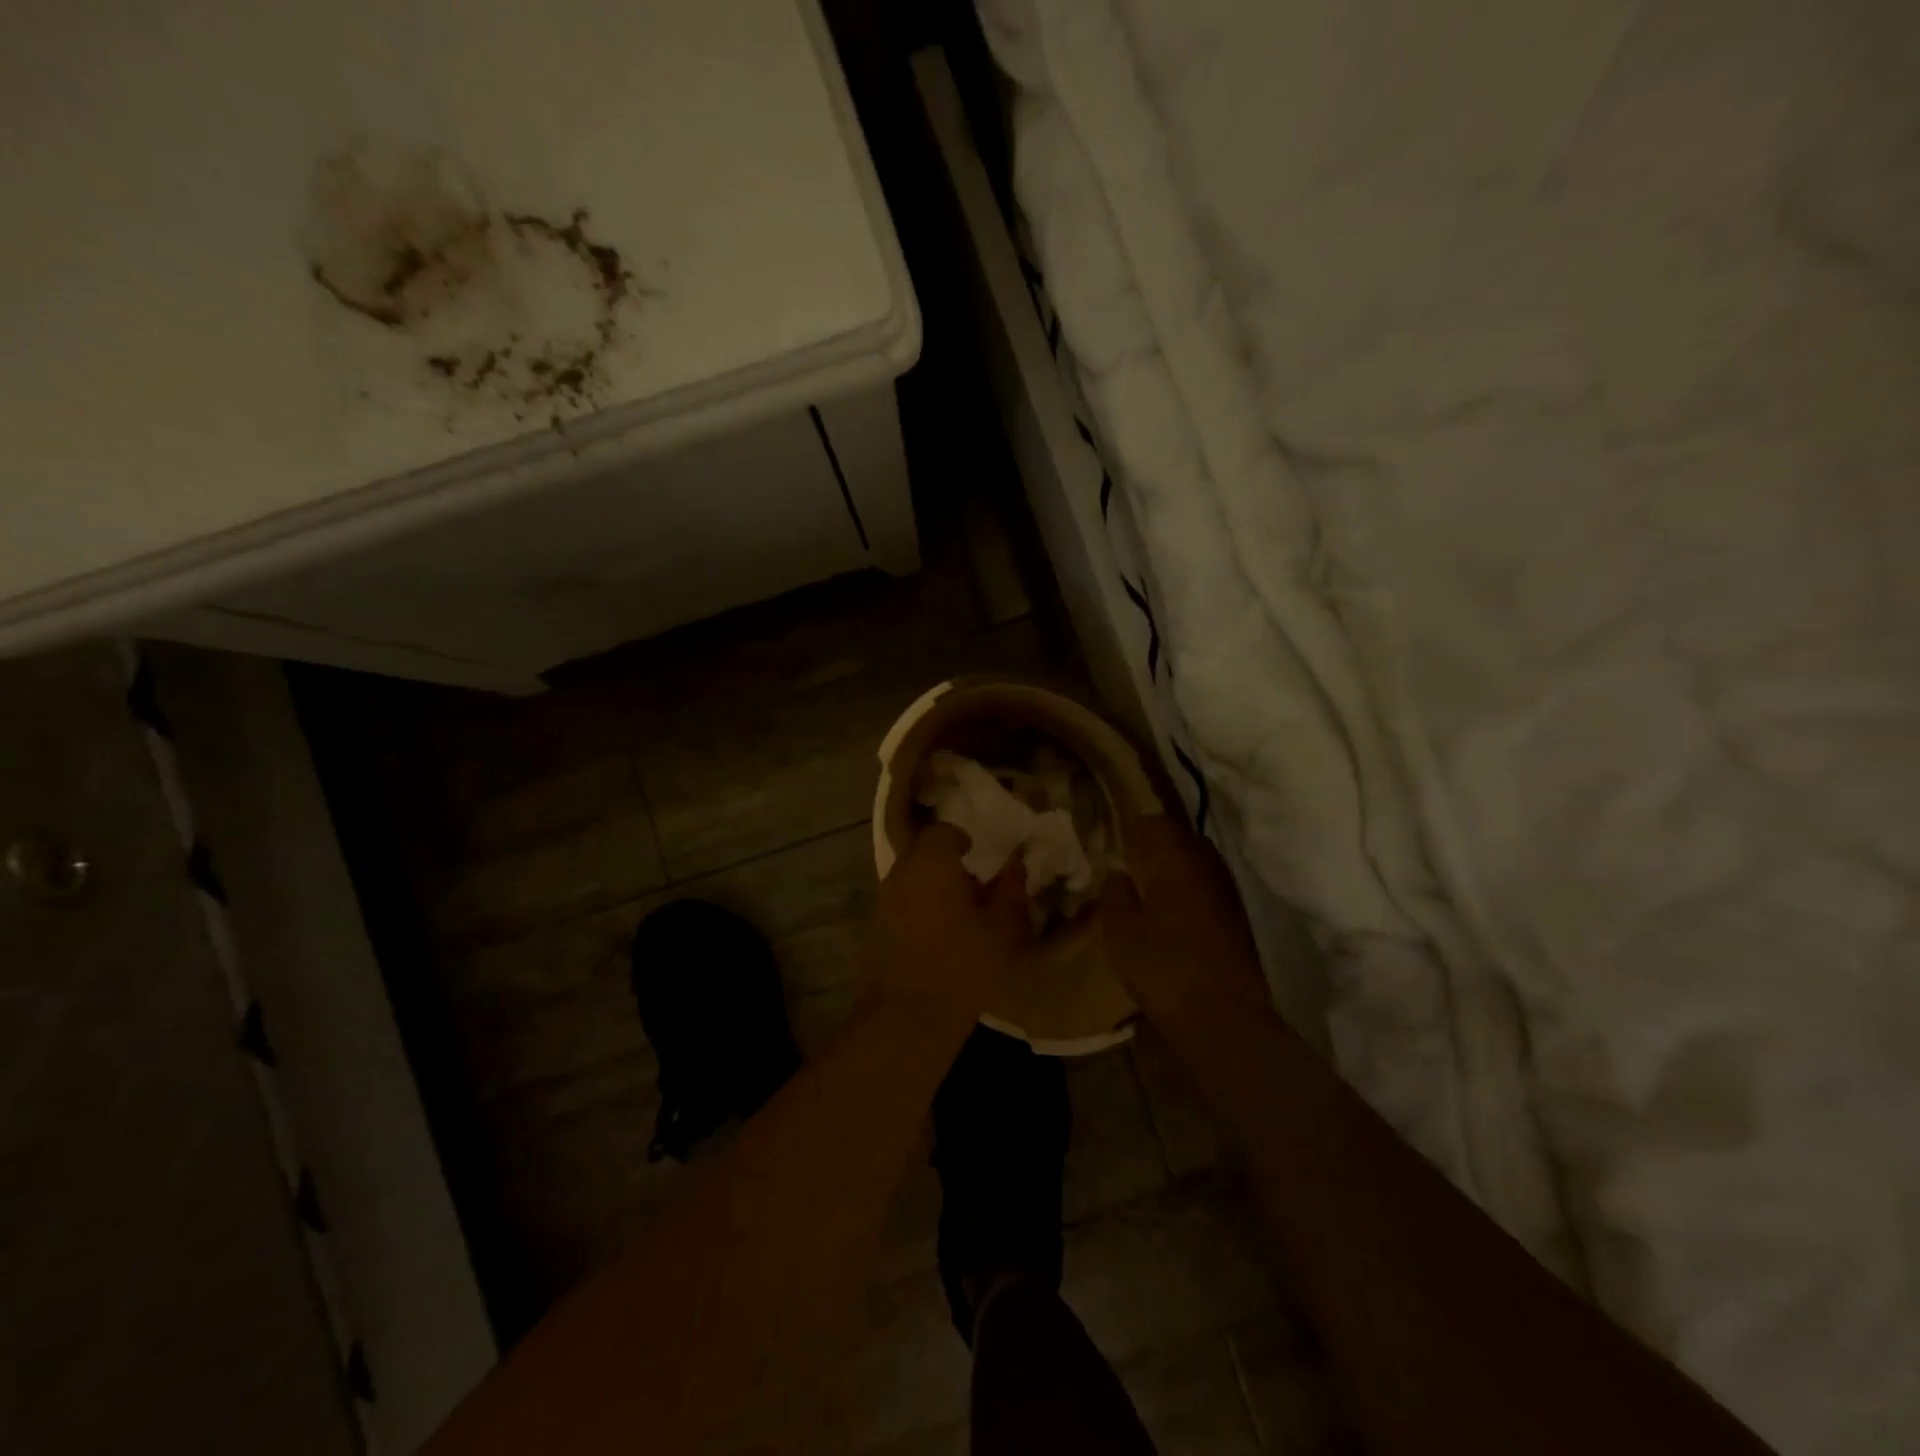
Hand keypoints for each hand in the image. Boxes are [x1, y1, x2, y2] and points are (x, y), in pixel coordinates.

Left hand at [871, 823, 1034, 1019]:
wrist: (908, 1016)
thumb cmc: (962, 964)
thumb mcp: (1002, 928)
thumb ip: (1010, 891)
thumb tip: (1016, 866)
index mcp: (931, 863)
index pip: (941, 832)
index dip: (959, 838)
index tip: (976, 852)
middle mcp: (901, 874)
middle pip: (920, 852)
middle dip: (944, 860)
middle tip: (971, 881)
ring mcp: (883, 902)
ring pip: (908, 878)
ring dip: (930, 885)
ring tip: (958, 910)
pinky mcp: (875, 929)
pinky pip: (900, 903)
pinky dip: (918, 907)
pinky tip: (939, 933)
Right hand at [1097, 815, 1268, 1021]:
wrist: (1223, 1016)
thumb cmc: (1162, 966)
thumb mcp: (1120, 931)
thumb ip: (1116, 893)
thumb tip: (1118, 872)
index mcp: (1175, 860)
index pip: (1157, 823)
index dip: (1136, 829)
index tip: (1119, 845)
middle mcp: (1206, 866)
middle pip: (1182, 839)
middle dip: (1158, 846)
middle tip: (1133, 866)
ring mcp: (1227, 892)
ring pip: (1199, 864)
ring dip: (1177, 870)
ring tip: (1152, 891)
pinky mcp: (1238, 918)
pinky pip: (1209, 888)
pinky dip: (1191, 892)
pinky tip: (1175, 916)